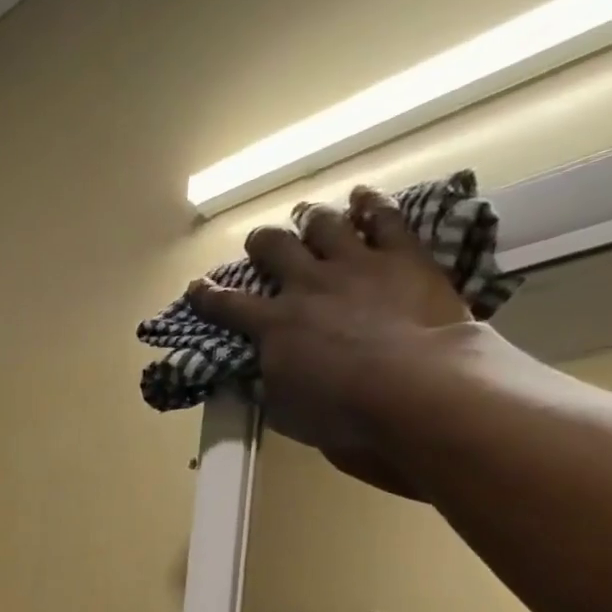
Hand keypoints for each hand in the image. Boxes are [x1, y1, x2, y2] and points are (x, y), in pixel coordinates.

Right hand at [187, 188, 491, 495]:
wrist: (413, 390)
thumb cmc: (342, 415)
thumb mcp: (286, 411)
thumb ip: (269, 386)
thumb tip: (256, 377)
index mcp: (274, 327)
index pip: (228, 307)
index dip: (208, 297)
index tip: (197, 288)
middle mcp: (308, 285)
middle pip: (275, 249)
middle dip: (263, 243)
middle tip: (260, 243)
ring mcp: (356, 265)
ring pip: (324, 225)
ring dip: (311, 219)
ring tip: (307, 216)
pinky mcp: (403, 257)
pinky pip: (384, 218)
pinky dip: (371, 205)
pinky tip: (364, 197)